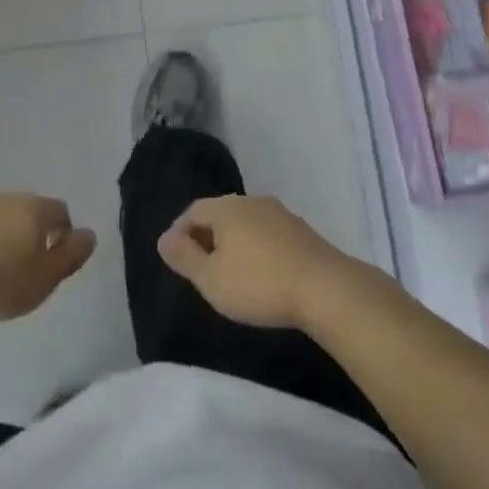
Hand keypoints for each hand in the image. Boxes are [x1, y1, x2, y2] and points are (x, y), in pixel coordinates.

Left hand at [0, 194, 97, 321]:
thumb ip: (71, 256)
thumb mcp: (45, 278)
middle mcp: (8, 199)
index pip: (61, 213)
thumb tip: (89, 235)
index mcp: (35, 209)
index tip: (56, 263)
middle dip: (34, 234)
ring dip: (5, 238)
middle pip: (30, 212)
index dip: (64, 236)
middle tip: (29, 268)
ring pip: (2, 219)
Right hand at [157, 196, 361, 331]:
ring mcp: (279, 213)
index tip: (175, 258)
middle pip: (219, 213)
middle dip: (205, 237)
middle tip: (198, 267)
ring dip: (232, 242)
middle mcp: (252, 201)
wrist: (324, 288)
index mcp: (226, 207)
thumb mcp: (211, 279)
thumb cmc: (258, 284)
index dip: (179, 233)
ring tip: (228, 272)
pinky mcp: (300, 230)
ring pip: (245, 222)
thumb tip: (164, 238)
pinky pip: (266, 233)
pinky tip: (259, 272)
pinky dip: (255, 248)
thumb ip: (184, 257)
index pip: (193, 211)